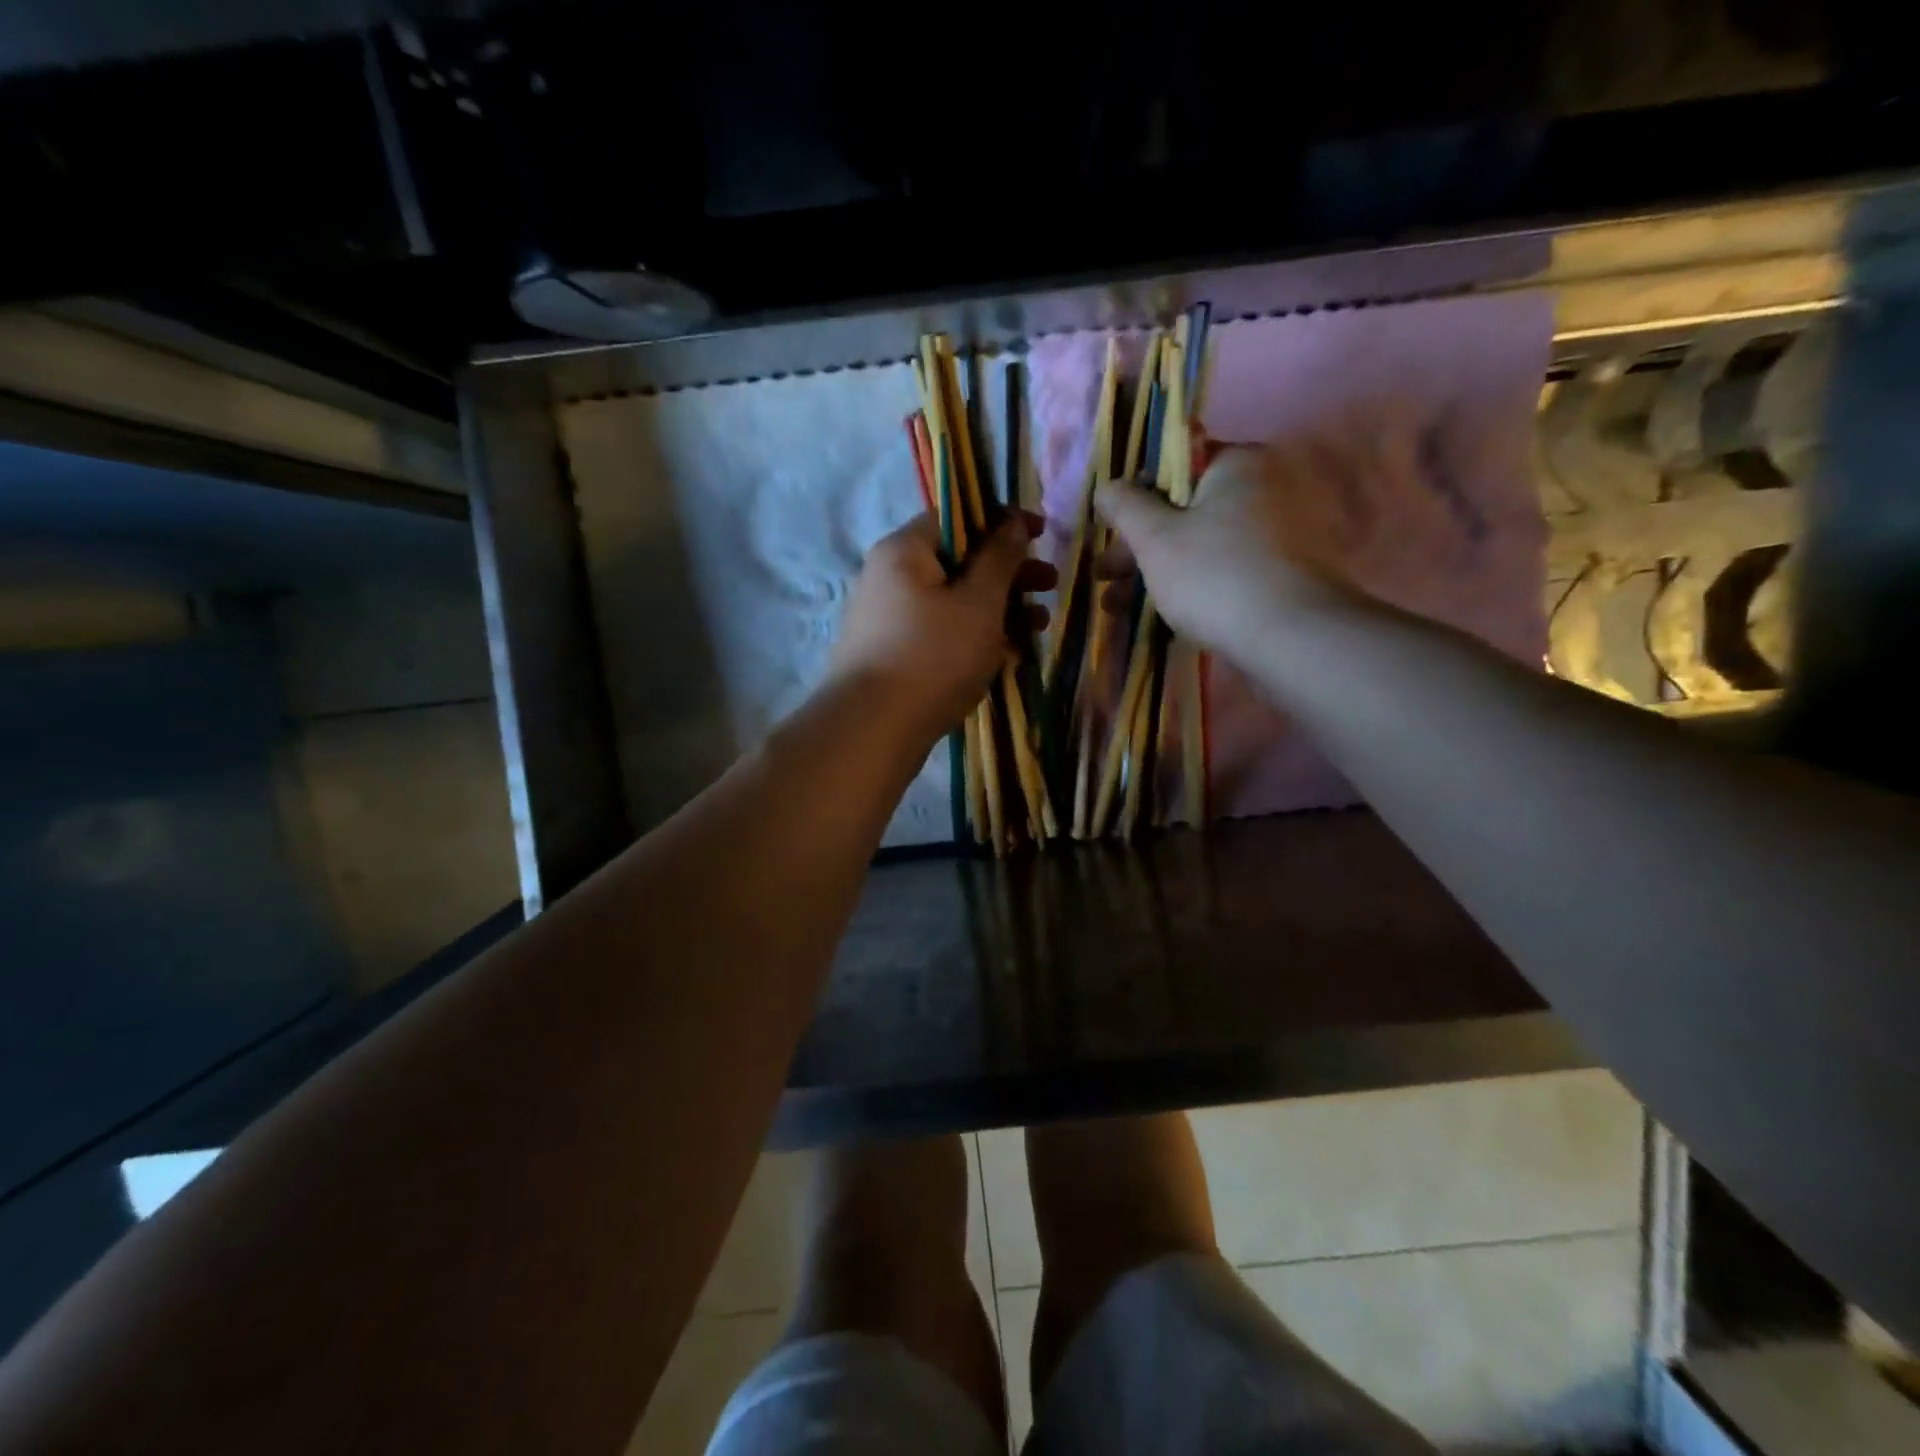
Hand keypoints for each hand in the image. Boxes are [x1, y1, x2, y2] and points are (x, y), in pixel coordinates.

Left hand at [828, 510, 1054, 742]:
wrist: (873, 730)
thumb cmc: (933, 656)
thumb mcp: (979, 602)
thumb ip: (1000, 558)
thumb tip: (1013, 523)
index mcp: (905, 551)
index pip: (957, 517)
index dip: (1003, 521)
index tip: (1042, 534)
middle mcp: (891, 577)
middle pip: (958, 561)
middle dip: (1009, 573)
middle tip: (1050, 586)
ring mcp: (889, 619)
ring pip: (954, 601)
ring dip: (999, 609)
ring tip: (1038, 628)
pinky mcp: (894, 655)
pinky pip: (942, 633)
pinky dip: (974, 637)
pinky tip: (1008, 655)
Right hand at [1093, 445, 1354, 659]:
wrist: (1291, 638)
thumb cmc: (1214, 575)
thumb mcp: (1154, 538)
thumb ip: (1124, 506)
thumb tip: (1107, 486)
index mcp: (1240, 463)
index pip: (1176, 466)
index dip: (1136, 499)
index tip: (1112, 535)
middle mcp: (1270, 485)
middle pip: (1188, 509)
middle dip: (1141, 546)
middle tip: (1106, 578)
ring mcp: (1285, 529)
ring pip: (1205, 543)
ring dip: (1159, 570)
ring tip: (1119, 607)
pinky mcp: (1290, 570)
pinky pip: (1230, 566)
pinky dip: (1196, 583)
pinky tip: (1165, 612)